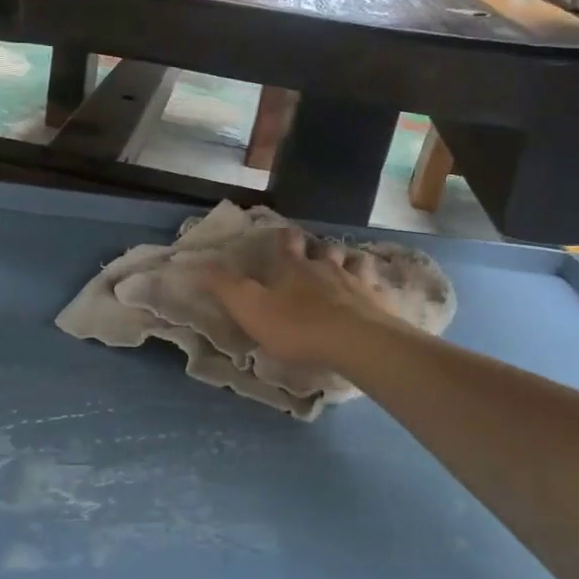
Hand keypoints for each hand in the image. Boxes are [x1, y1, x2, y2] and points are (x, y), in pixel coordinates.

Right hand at [205, 228, 400, 370]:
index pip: (288, 242)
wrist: (355, 342)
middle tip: (314, 255)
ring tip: (346, 269)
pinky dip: (374, 287)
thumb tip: (197, 264)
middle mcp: (327, 267)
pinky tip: (374, 295)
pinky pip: (378, 287)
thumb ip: (224, 286)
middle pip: (324, 249)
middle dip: (318, 249)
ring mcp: (357, 282)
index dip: (284, 237)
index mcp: (294, 267)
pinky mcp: (380, 302)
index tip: (282, 235)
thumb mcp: (250, 308)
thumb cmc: (297, 326)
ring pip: (354, 261)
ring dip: (348, 262)